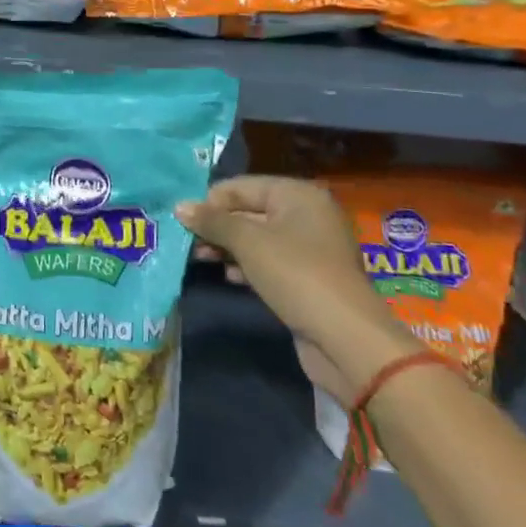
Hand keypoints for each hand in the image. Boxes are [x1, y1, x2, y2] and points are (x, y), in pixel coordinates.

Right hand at [178, 175, 419, 405]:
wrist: (346, 340)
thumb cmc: (296, 274)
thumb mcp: (248, 242)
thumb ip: (213, 221)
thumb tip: (179, 206)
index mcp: (297, 195)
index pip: (242, 186)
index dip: (211, 200)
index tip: (183, 219)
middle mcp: (306, 215)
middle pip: (250, 211)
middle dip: (217, 225)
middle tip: (186, 240)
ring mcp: (309, 249)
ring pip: (257, 238)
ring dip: (227, 247)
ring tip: (198, 258)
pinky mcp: (307, 279)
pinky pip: (269, 262)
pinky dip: (246, 265)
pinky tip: (226, 276)